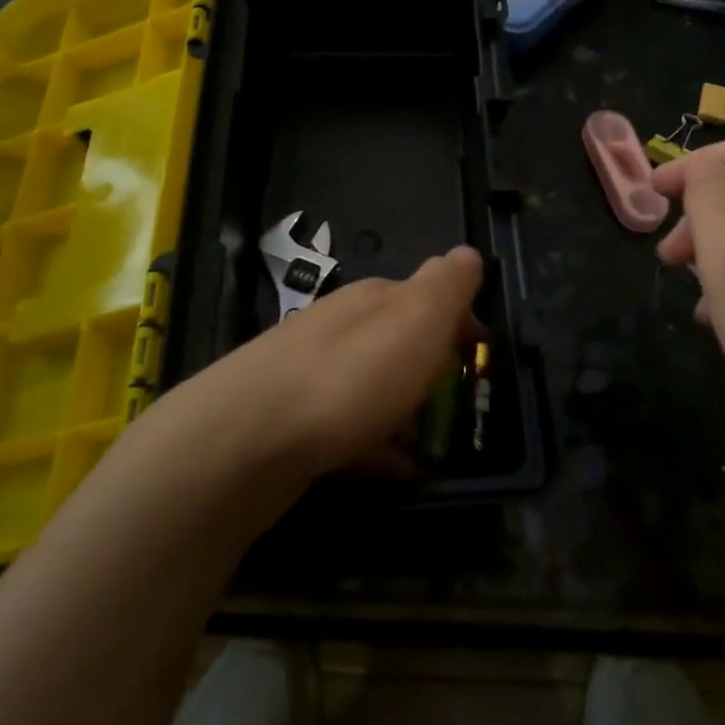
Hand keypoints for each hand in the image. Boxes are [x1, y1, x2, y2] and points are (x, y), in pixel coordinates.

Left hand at [181, 246, 484, 478]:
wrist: (244, 441)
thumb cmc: (350, 377)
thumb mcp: (415, 319)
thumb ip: (446, 286)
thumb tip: (467, 253)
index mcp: (373, 298)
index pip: (428, 297)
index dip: (460, 325)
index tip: (481, 360)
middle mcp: (341, 327)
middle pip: (399, 342)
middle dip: (433, 370)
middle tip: (461, 408)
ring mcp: (312, 373)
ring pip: (374, 385)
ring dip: (406, 410)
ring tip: (435, 447)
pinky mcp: (293, 421)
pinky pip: (350, 427)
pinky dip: (378, 445)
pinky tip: (394, 471)